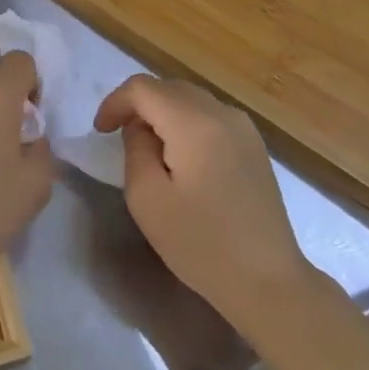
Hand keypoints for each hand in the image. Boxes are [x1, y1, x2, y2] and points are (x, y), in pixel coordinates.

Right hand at [94, 76, 312, 327]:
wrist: (268, 282)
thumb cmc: (201, 244)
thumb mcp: (147, 198)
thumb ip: (135, 148)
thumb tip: (141, 128)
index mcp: (194, 123)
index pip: (143, 88)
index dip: (115, 102)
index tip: (100, 132)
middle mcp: (222, 114)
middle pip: (168, 88)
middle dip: (137, 105)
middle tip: (117, 136)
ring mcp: (244, 128)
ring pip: (190, 99)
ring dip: (162, 112)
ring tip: (147, 147)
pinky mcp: (254, 146)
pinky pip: (210, 116)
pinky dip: (185, 122)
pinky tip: (180, 156)